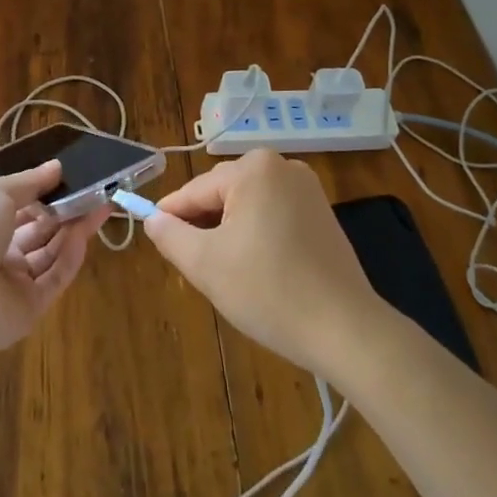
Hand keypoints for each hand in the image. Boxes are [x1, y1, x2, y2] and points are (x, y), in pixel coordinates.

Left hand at [0, 161, 106, 354]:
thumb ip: (29, 181)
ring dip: (74, 230)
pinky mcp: (31, 307)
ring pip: (51, 252)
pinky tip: (84, 236)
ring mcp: (14, 281)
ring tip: (101, 207)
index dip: (45, 190)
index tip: (72, 175)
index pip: (19, 204)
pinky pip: (55, 277)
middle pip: (40, 229)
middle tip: (97, 192)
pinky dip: (70, 257)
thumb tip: (57, 166)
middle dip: (67, 210)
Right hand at [146, 150, 382, 379]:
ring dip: (229, 233)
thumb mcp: (205, 264)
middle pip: (222, 194)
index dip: (170, 218)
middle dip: (204, 227)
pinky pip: (272, 215)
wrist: (345, 329)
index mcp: (253, 169)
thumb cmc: (269, 291)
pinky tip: (257, 270)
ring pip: (247, 206)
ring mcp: (307, 189)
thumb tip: (152, 219)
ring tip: (226, 273)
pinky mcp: (322, 214)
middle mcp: (282, 166)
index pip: (194, 191)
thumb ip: (170, 235)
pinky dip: (256, 236)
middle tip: (195, 267)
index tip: (155, 241)